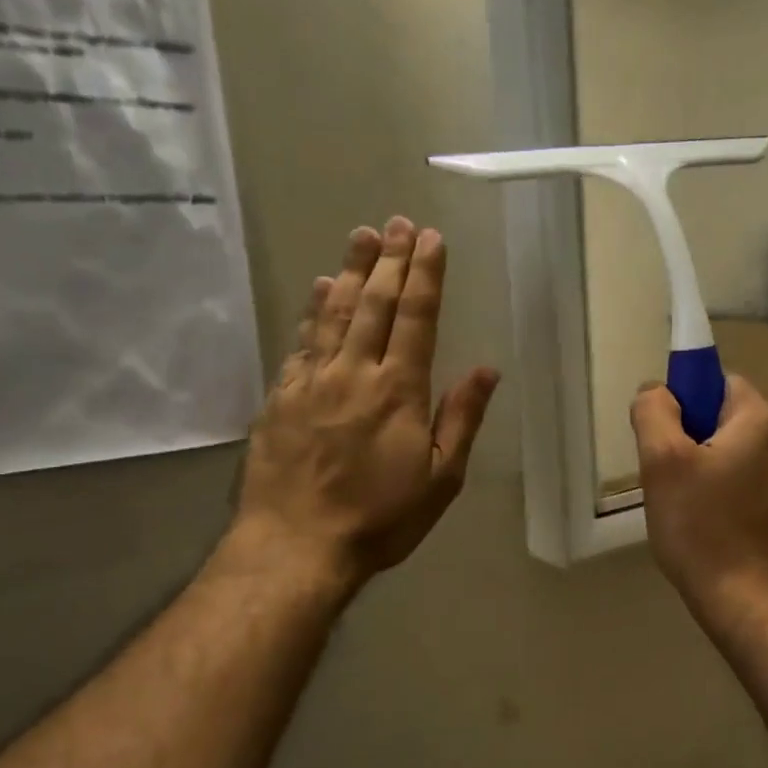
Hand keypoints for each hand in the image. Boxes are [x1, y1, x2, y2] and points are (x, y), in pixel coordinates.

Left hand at [221, 218, 499, 592]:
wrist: (297, 545)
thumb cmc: (380, 518)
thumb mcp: (441, 479)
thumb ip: (462, 419)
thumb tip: (486, 369)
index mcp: (399, 391)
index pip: (416, 318)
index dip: (425, 275)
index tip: (430, 239)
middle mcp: (354, 372)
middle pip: (373, 303)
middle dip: (389, 260)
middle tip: (397, 223)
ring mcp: (312, 381)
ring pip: (333, 312)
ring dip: (349, 271)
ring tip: (361, 236)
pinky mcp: (280, 396)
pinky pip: (300, 341)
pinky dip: (311, 310)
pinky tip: (317, 289)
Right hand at [632, 374, 767, 615]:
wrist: (740, 596)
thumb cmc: (700, 525)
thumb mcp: (662, 460)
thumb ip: (654, 411)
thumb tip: (656, 391)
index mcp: (760, 419)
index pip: (716, 380)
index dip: (682, 398)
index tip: (661, 435)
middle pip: (720, 415)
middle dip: (685, 435)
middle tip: (662, 472)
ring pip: (725, 448)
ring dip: (696, 463)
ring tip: (678, 498)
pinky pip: (736, 475)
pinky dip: (713, 485)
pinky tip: (697, 516)